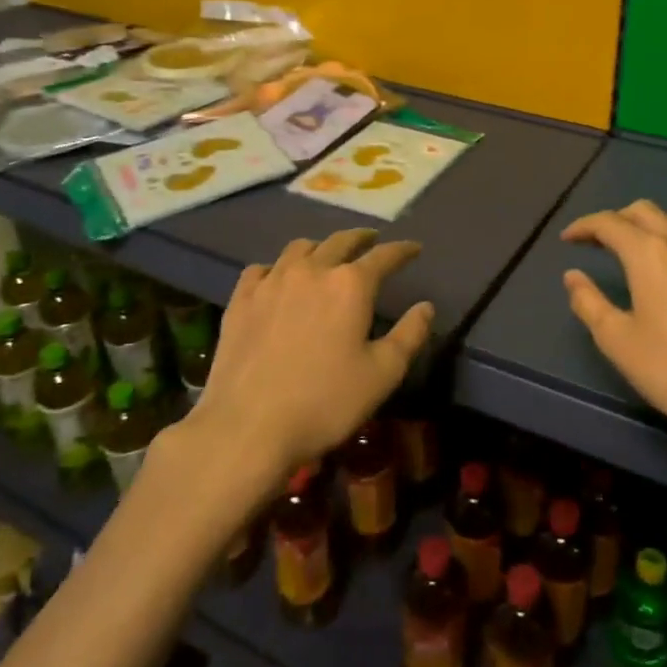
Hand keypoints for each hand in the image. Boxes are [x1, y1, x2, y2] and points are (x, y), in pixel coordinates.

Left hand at [194, 229, 432, 478]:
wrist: (247, 427)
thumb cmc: (325, 402)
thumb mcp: (382, 375)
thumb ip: (409, 335)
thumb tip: (426, 307)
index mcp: (351, 285)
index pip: (384, 256)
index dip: (403, 250)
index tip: (414, 248)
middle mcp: (312, 270)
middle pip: (341, 241)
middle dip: (361, 238)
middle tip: (371, 240)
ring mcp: (272, 281)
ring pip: (300, 248)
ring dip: (320, 247)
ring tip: (326, 256)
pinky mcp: (241, 299)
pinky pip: (261, 269)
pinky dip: (276, 268)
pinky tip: (277, 280)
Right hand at [562, 200, 666, 451]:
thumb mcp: (617, 340)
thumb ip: (589, 303)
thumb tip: (573, 277)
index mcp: (649, 253)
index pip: (609, 223)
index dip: (584, 227)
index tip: (567, 239)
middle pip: (643, 211)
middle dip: (615, 219)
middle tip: (597, 242)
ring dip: (648, 228)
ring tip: (634, 253)